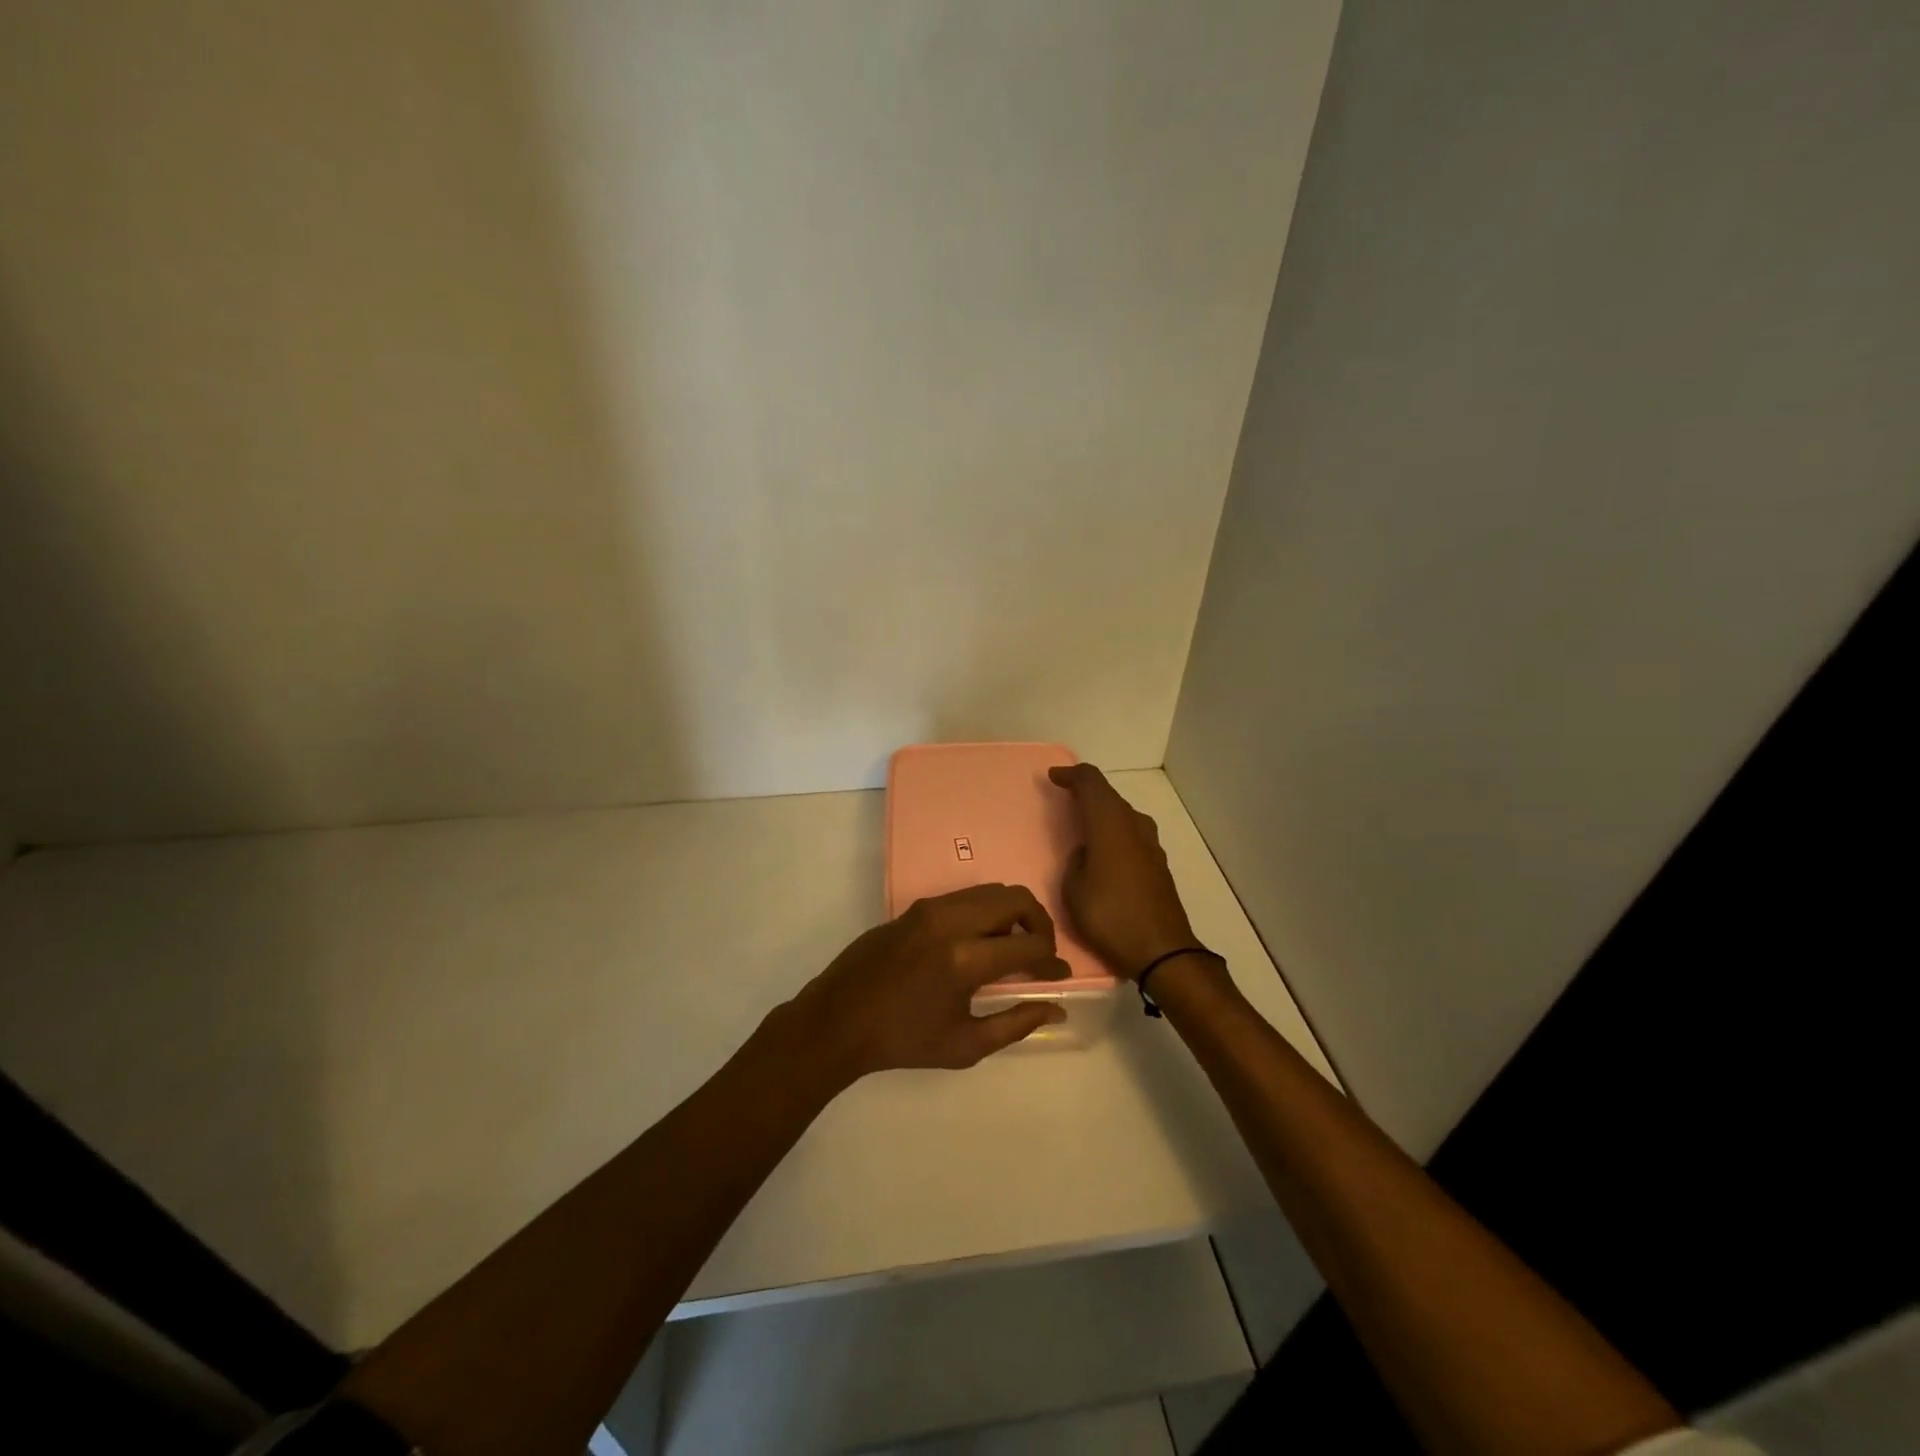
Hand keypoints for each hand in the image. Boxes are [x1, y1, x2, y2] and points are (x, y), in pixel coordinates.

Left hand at [789, 883, 1070, 1077]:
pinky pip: (964, 897)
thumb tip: (1056, 1009)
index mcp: (965, 959)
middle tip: (1041, 952)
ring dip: (1012, 913)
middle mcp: (951, 921)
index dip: (1052, 960)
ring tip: (1011, 947)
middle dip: (1040, 922)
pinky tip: (978, 942)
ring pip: (991, 891)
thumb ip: (1016, 1024)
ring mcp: (931, 908)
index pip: (1029, 946)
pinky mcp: (916, 907)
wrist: (838, 1020)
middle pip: (1016, 898)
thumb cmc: (902, 1041)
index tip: (1059, 974)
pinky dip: (985, 911)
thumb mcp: (965, 1045)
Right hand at [1048, 763, 1197, 979]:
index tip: (1053, 778)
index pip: (1092, 782)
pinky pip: (1131, 834)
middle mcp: (1134, 826)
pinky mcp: (1158, 864)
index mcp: (1110, 824)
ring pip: (1123, 814)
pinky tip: (1104, 849)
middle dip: (1086, 791)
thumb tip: (1087, 853)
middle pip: (1109, 795)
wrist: (1162, 951)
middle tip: (1064, 796)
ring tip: (1082, 823)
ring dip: (1102, 812)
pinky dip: (1114, 831)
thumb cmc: (1111, 916)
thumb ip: (1076, 862)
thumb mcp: (1074, 889)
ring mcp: (1150, 845)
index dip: (1072, 775)